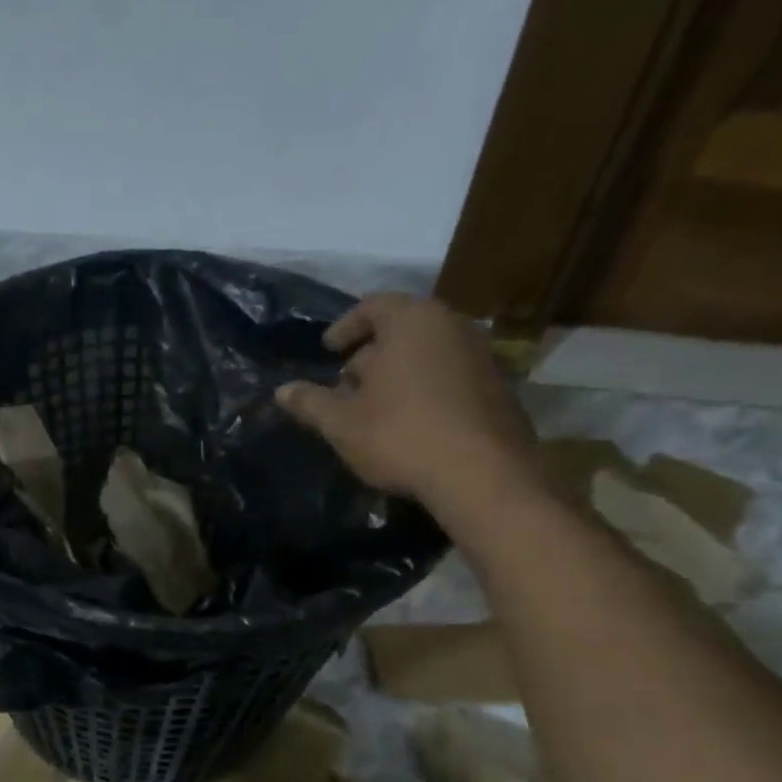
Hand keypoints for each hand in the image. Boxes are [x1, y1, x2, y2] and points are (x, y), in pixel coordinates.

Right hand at [274, 294, 537, 516]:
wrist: (483, 475)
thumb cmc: (400, 434)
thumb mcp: (341, 422)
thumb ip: (310, 402)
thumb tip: (282, 391)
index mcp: (412, 321)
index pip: (372, 306)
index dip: (344, 327)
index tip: (327, 350)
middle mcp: (453, 327)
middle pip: (402, 329)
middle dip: (370, 354)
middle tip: (346, 384)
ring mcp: (482, 357)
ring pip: (427, 354)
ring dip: (397, 374)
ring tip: (373, 407)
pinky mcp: (499, 389)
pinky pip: (450, 377)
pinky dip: (424, 389)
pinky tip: (409, 423)